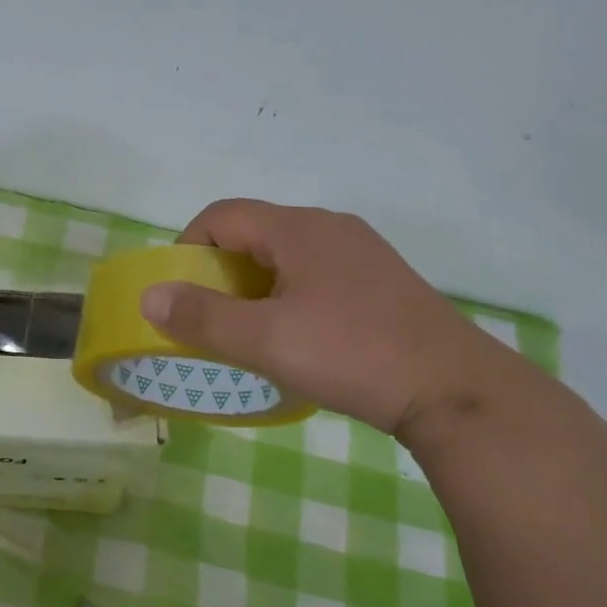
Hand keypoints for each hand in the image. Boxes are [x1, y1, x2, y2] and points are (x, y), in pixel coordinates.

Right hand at [138, 199, 518, 438]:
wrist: (457, 391)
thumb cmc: (352, 355)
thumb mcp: (266, 340)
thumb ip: (203, 317)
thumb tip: (150, 295)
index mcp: (298, 228)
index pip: (221, 215)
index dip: (188, 247)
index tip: (180, 293)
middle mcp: (329, 227)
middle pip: (254, 232)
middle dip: (220, 271)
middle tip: (211, 318)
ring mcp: (362, 252)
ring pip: (287, 254)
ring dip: (256, 285)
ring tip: (252, 332)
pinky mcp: (382, 281)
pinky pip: (317, 272)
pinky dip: (290, 294)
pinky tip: (301, 337)